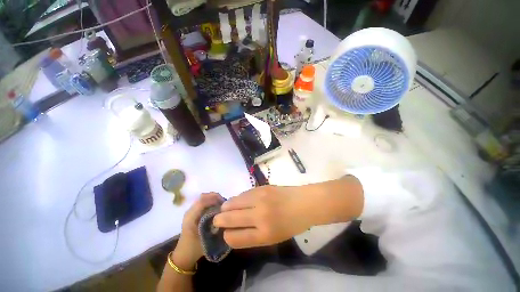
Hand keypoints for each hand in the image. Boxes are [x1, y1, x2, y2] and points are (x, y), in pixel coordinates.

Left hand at [173, 192, 224, 269]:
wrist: (184, 255)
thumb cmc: (194, 248)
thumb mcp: (206, 238)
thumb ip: (215, 225)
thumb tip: (225, 213)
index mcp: (190, 216)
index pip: (203, 201)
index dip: (215, 199)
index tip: (226, 203)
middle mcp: (190, 211)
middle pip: (204, 196)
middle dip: (215, 197)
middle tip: (226, 204)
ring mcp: (191, 211)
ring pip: (204, 198)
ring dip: (214, 199)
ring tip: (223, 206)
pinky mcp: (194, 213)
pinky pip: (204, 202)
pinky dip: (212, 202)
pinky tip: (218, 209)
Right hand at [213, 185, 311, 248]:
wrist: (304, 202)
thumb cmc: (291, 224)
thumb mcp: (273, 238)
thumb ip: (253, 235)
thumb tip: (233, 231)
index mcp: (264, 234)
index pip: (234, 237)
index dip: (226, 236)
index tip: (225, 233)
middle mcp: (260, 216)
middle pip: (229, 218)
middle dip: (219, 220)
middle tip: (217, 219)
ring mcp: (260, 199)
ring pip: (233, 202)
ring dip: (227, 206)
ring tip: (226, 208)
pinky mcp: (261, 187)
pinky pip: (243, 193)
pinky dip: (238, 198)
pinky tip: (240, 200)